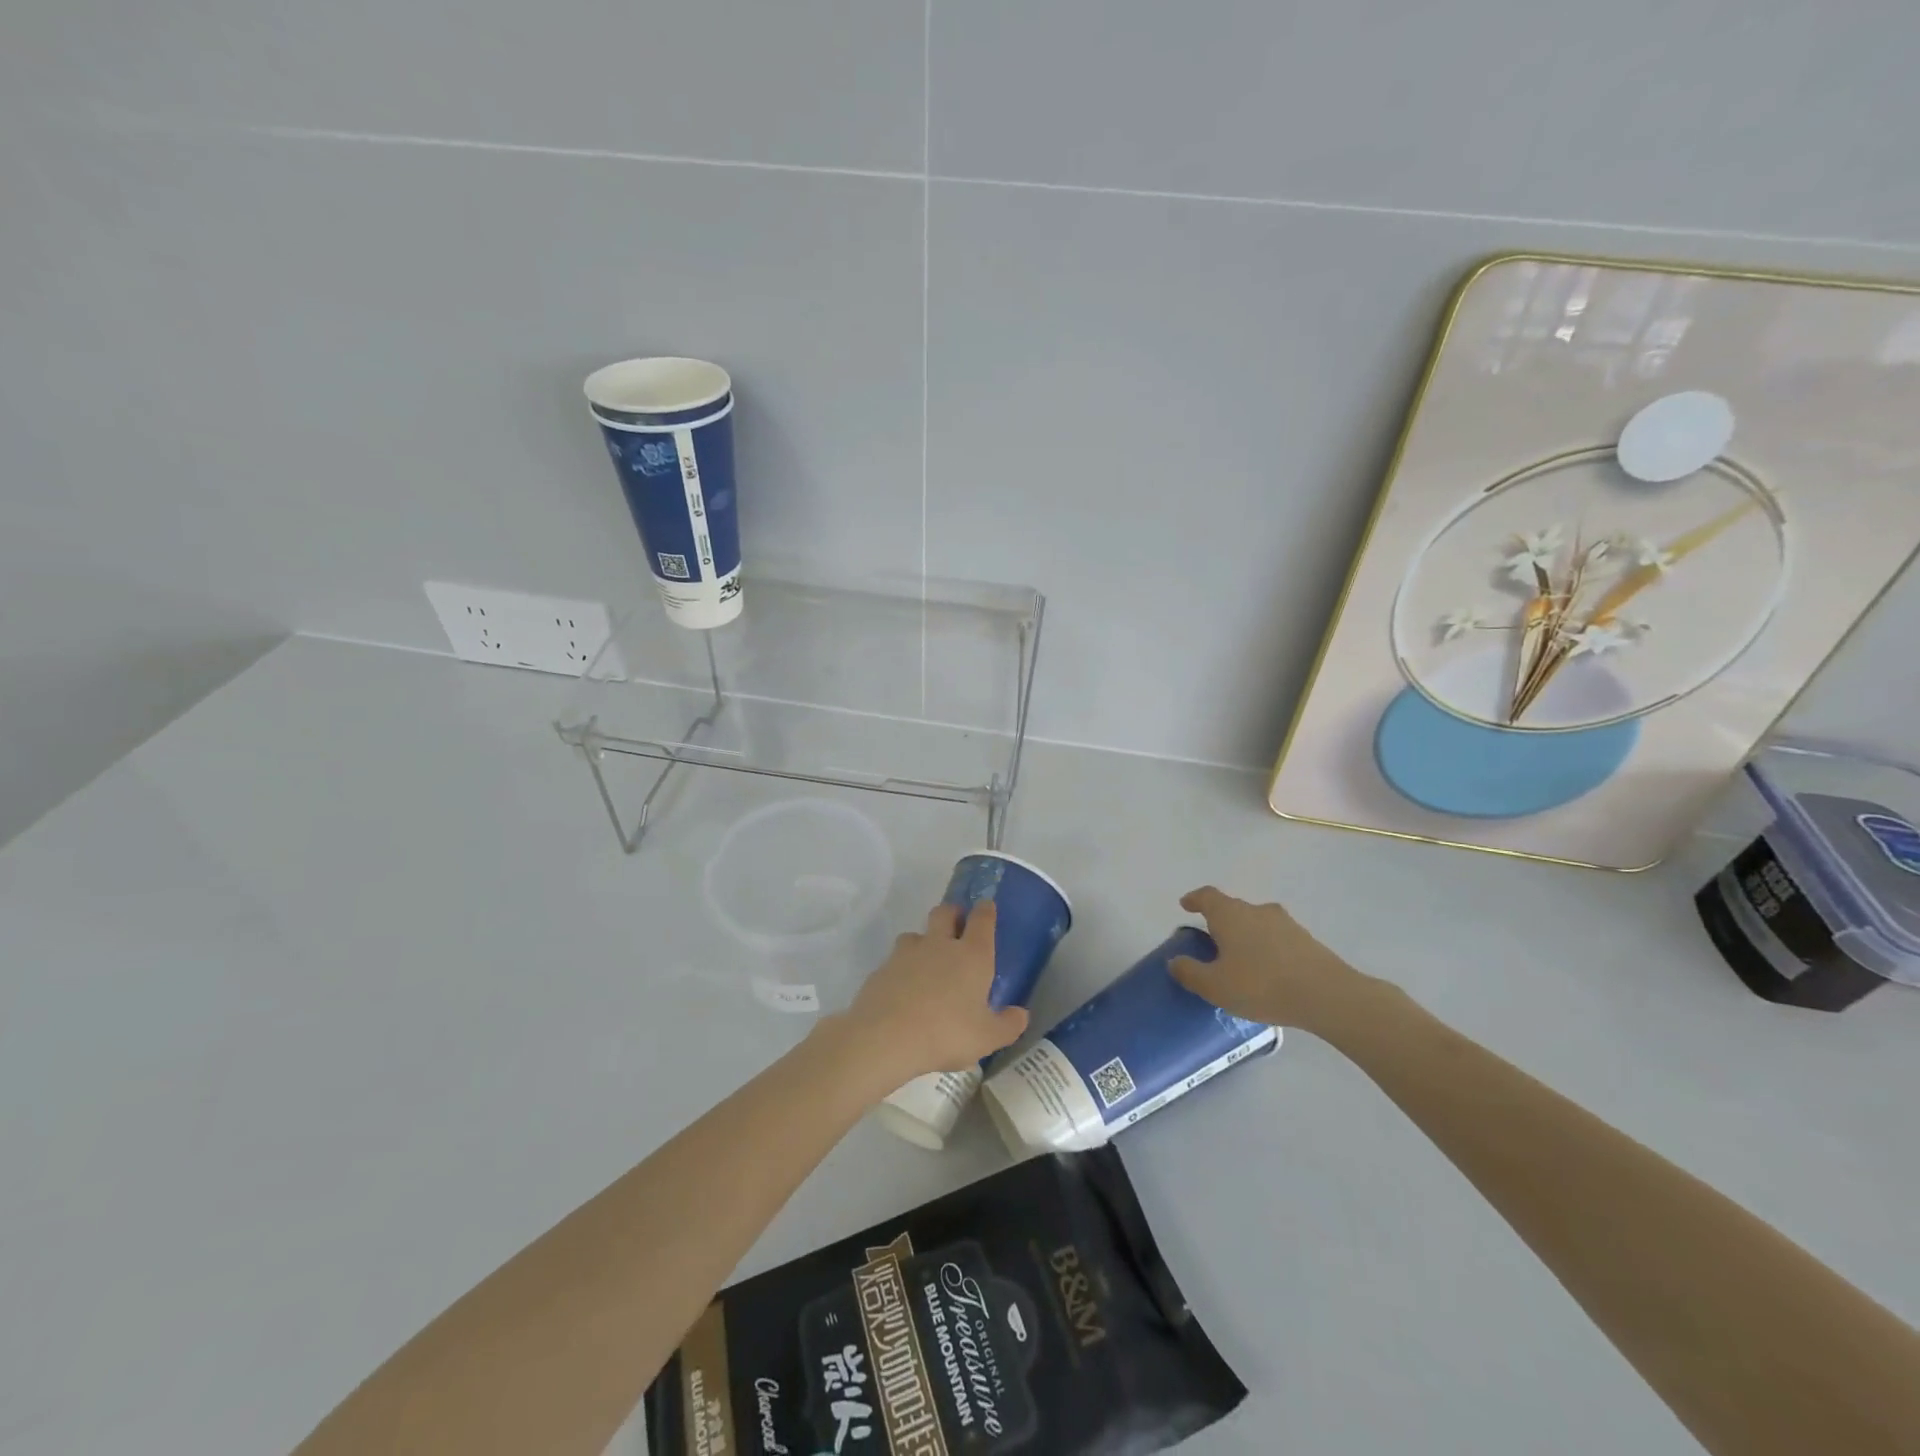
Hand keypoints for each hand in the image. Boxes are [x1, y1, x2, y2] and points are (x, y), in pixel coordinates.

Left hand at [832, 902, 1028, 1084]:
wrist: (885, 1037)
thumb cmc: (946, 1033)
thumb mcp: (987, 1037)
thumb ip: (1008, 1024)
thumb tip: (1021, 1013)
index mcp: (972, 955)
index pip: (982, 919)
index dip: (985, 910)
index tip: (986, 906)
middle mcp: (940, 944)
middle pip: (945, 912)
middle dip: (953, 913)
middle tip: (957, 926)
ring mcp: (907, 953)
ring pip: (916, 934)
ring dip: (924, 941)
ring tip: (927, 963)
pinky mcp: (882, 968)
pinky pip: (896, 960)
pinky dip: (902, 968)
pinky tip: (904, 990)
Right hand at [1168, 886, 1377, 1034]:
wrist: (1327, 995)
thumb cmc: (1261, 985)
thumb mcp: (1215, 986)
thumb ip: (1190, 972)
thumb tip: (1174, 961)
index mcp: (1229, 914)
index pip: (1207, 896)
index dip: (1194, 899)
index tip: (1186, 905)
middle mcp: (1256, 910)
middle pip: (1232, 908)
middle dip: (1220, 922)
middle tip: (1212, 943)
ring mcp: (1285, 923)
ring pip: (1257, 923)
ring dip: (1246, 936)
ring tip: (1241, 961)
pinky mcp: (1307, 940)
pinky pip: (1277, 938)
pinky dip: (1267, 948)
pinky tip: (1268, 972)